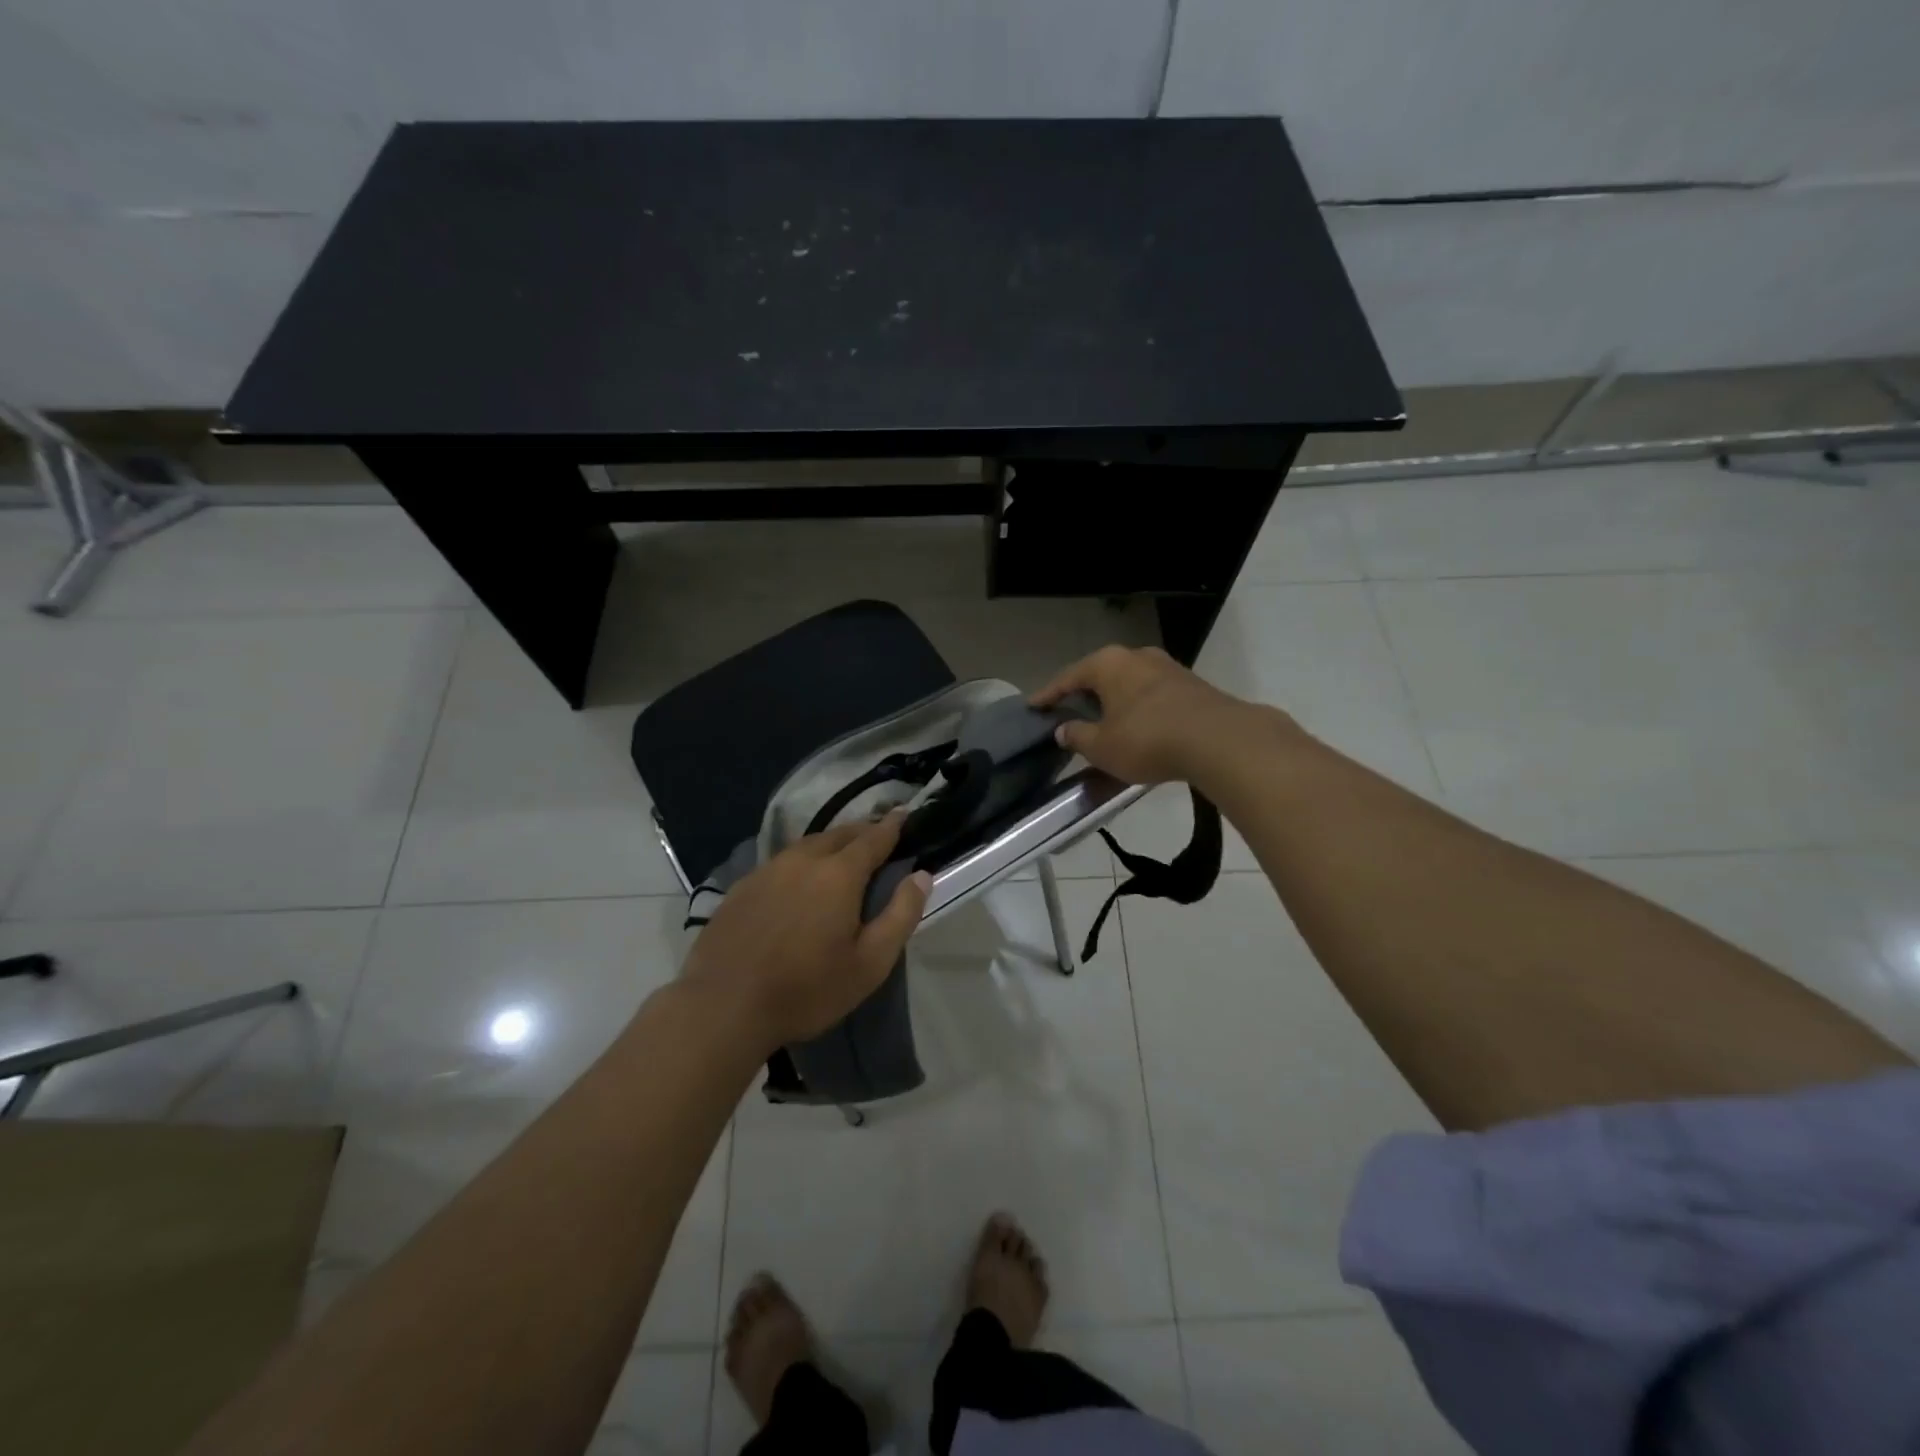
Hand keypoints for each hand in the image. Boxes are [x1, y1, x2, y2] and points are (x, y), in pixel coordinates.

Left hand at [683, 810, 931, 1048]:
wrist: (723, 1007)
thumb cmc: (807, 989)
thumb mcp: (870, 963)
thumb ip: (901, 915)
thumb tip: (921, 875)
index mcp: (839, 874)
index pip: (873, 838)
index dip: (892, 826)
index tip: (905, 814)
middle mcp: (803, 860)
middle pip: (839, 834)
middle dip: (863, 831)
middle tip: (878, 836)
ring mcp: (767, 870)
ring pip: (807, 845)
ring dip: (831, 844)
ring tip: (842, 854)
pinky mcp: (742, 887)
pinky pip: (782, 862)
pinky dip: (801, 862)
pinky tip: (799, 880)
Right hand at [1031, 645, 1275, 784]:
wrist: (1218, 739)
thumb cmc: (1147, 739)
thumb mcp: (1101, 746)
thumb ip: (1077, 736)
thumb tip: (1063, 729)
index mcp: (1108, 664)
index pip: (1068, 677)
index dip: (1048, 695)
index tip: (1033, 706)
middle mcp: (1136, 656)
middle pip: (1100, 675)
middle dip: (1083, 694)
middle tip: (1067, 713)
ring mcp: (1167, 667)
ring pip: (1128, 683)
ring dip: (1113, 701)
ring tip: (1102, 720)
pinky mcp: (1191, 684)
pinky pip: (1151, 694)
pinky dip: (1137, 708)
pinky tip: (1135, 725)